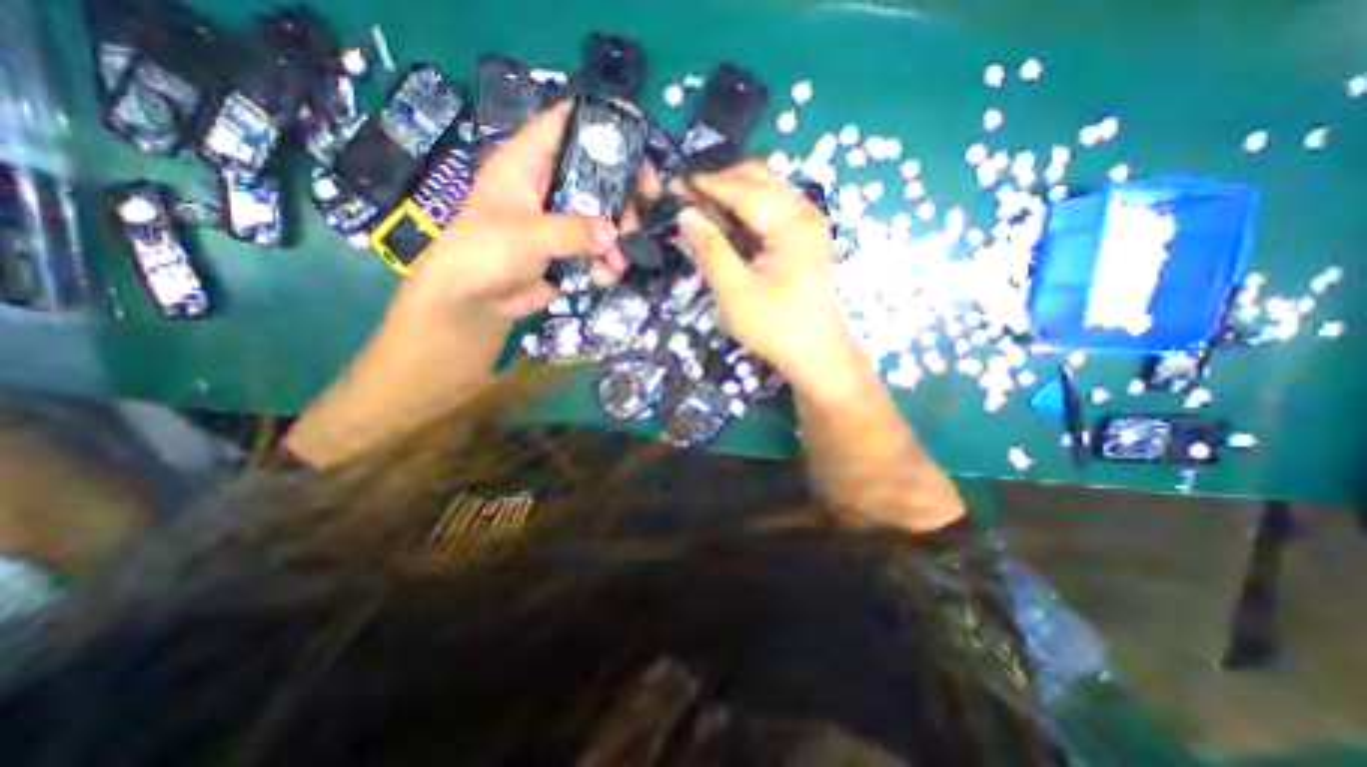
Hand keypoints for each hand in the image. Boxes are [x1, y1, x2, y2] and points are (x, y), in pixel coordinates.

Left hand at [396, 100, 629, 321]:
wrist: (474, 302)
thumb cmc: (485, 253)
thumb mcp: (527, 234)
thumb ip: (572, 232)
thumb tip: (614, 235)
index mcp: (528, 162)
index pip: (566, 125)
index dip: (602, 128)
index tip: (638, 150)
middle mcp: (549, 186)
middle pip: (598, 176)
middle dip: (623, 199)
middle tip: (636, 220)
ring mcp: (561, 221)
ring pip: (604, 218)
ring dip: (618, 241)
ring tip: (617, 262)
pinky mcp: (569, 251)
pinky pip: (599, 250)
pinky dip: (607, 264)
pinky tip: (603, 277)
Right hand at [678, 164, 856, 392]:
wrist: (816, 354)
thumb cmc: (776, 327)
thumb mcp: (735, 291)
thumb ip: (710, 249)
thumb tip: (685, 214)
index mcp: (791, 222)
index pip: (742, 188)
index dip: (705, 185)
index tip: (673, 187)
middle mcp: (804, 212)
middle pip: (759, 178)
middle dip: (720, 183)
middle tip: (689, 203)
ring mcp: (808, 223)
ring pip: (766, 190)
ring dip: (733, 195)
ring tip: (704, 214)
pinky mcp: (805, 238)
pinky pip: (773, 209)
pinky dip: (748, 211)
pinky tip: (729, 227)